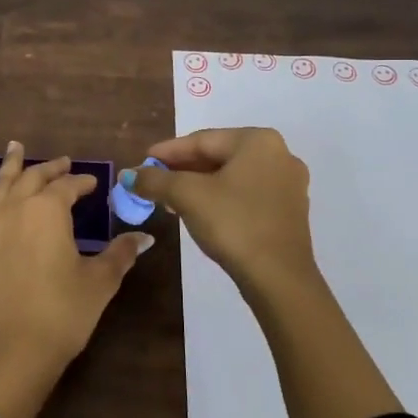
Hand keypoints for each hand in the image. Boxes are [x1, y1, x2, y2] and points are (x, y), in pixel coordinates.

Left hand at [0, 142, 152, 417]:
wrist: (14, 349)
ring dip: (10, 164)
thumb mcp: (99, 282)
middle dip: (52, 169)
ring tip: (14, 147)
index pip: (69, 187)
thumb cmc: (63, 313)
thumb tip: (144, 237)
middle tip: (64, 163)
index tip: (94, 185)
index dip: (83, 183)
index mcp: (50, 211)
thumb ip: (120, 254)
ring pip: (1, 185)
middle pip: (35, 179)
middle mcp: (17, 208)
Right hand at [127, 128, 316, 291]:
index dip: (167, 152)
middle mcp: (279, 154)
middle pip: (218, 156)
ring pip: (232, 176)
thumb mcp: (187, 196)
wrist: (278, 277)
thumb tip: (128, 175)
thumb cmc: (233, 223)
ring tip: (170, 198)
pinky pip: (246, 194)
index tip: (142, 161)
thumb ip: (155, 180)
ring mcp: (288, 184)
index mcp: (258, 141)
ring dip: (199, 185)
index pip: (202, 140)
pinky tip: (199, 212)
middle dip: (182, 169)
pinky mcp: (289, 210)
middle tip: (153, 181)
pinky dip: (220, 198)